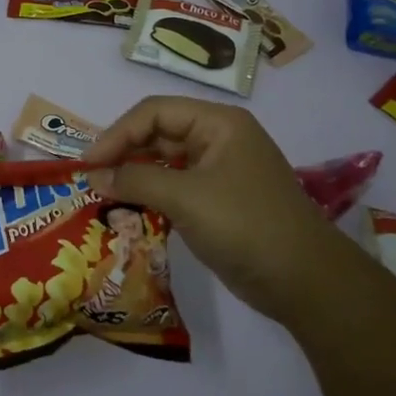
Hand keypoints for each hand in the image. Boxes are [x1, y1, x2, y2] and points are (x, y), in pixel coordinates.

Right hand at [83, 97, 355, 322]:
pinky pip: (174, 187)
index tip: (89, 163)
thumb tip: (93, 175)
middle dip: (123, 154)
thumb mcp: (186, 198)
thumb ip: (135, 179)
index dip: (117, 133)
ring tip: (103, 194)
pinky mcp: (217, 200)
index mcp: (218, 123)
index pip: (154, 112)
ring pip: (164, 161)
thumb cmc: (246, 226)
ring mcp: (219, 170)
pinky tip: (128, 209)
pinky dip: (150, 195)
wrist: (306, 283)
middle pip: (158, 133)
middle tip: (91, 179)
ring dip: (134, 175)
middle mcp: (218, 138)